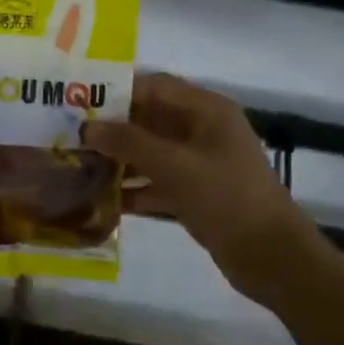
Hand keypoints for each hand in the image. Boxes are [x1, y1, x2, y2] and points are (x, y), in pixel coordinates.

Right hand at [86, 72, 317, 307]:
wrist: (272, 257)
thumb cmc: (227, 198)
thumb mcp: (175, 166)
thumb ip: (130, 143)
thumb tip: (87, 128)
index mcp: (206, 110)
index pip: (155, 87)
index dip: (117, 91)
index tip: (79, 101)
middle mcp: (202, 130)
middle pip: (149, 119)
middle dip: (113, 128)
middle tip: (70, 135)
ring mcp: (199, 163)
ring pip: (150, 152)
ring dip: (119, 159)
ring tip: (77, 165)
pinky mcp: (195, 193)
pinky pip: (157, 181)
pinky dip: (133, 188)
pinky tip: (101, 199)